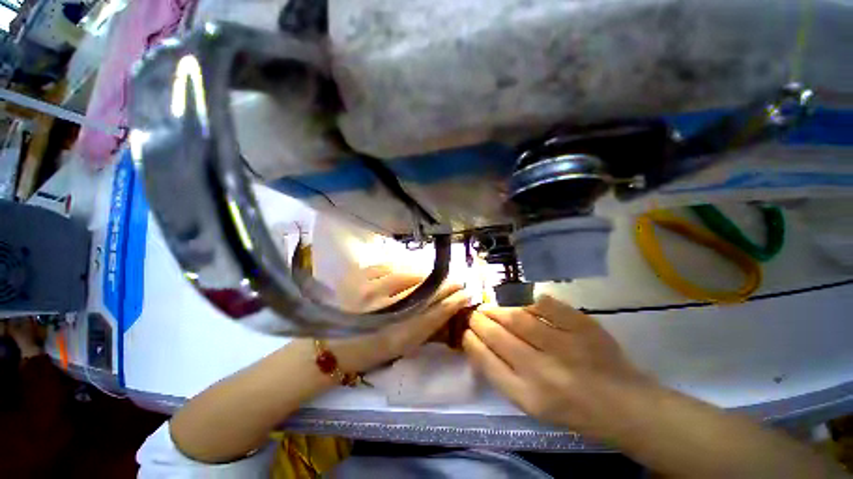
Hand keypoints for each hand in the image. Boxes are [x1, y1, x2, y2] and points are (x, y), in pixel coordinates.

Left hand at [329, 265, 470, 372]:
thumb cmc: (367, 351)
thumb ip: (426, 328)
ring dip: (424, 275)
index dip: (453, 301)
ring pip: (408, 274)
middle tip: (455, 281)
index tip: (466, 293)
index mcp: (395, 336)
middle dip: (444, 285)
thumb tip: (448, 308)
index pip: (434, 313)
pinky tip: (406, 272)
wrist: (327, 346)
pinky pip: (388, 265)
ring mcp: (368, 289)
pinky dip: (401, 268)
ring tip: (432, 276)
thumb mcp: (399, 348)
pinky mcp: (357, 276)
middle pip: (424, 291)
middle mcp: (383, 311)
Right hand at [463, 295, 653, 436]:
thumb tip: (479, 343)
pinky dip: (527, 301)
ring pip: (516, 317)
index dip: (470, 341)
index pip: (485, 360)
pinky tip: (520, 304)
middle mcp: (542, 372)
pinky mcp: (582, 327)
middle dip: (479, 320)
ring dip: (497, 309)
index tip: (465, 331)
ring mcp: (564, 346)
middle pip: (497, 335)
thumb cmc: (573, 411)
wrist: (625, 406)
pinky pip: (544, 305)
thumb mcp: (531, 405)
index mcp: (527, 397)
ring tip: (491, 307)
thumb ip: (503, 375)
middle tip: (475, 314)